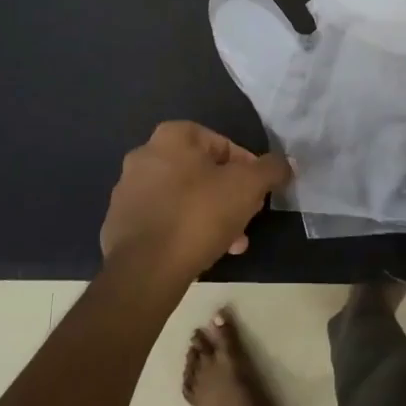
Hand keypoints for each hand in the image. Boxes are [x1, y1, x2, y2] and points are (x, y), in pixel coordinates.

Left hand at [99, 123, 290, 285]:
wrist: (145, 269)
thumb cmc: (199, 214)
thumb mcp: (248, 187)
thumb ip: (271, 169)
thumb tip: (286, 162)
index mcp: (171, 136)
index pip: (222, 144)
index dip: (248, 168)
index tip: (259, 194)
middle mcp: (144, 155)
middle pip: (202, 172)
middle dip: (229, 196)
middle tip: (247, 220)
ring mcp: (127, 190)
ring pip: (183, 198)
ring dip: (210, 216)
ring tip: (232, 244)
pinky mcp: (119, 223)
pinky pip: (163, 220)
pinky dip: (184, 230)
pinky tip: (202, 253)